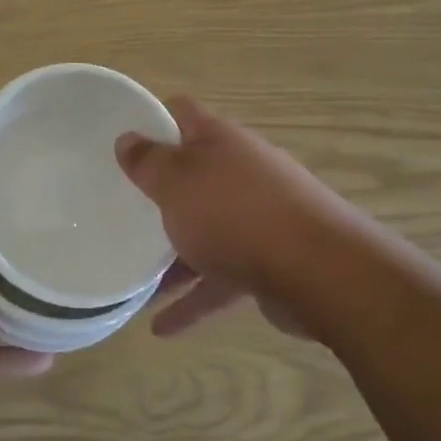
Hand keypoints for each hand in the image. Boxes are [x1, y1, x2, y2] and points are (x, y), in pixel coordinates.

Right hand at [116, 97, 347, 340]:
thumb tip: (127, 138)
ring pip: (204, 230)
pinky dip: (193, 299)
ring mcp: (258, 217)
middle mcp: (241, 171)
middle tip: (119, 207)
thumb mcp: (176, 182)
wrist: (320, 272)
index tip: (120, 137)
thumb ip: (148, 162)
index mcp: (219, 140)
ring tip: (134, 279)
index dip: (151, 118)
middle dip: (159, 191)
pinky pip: (219, 277)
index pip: (181, 112)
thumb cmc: (235, 214)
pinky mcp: (268, 261)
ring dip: (171, 255)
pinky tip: (161, 328)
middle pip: (192, 174)